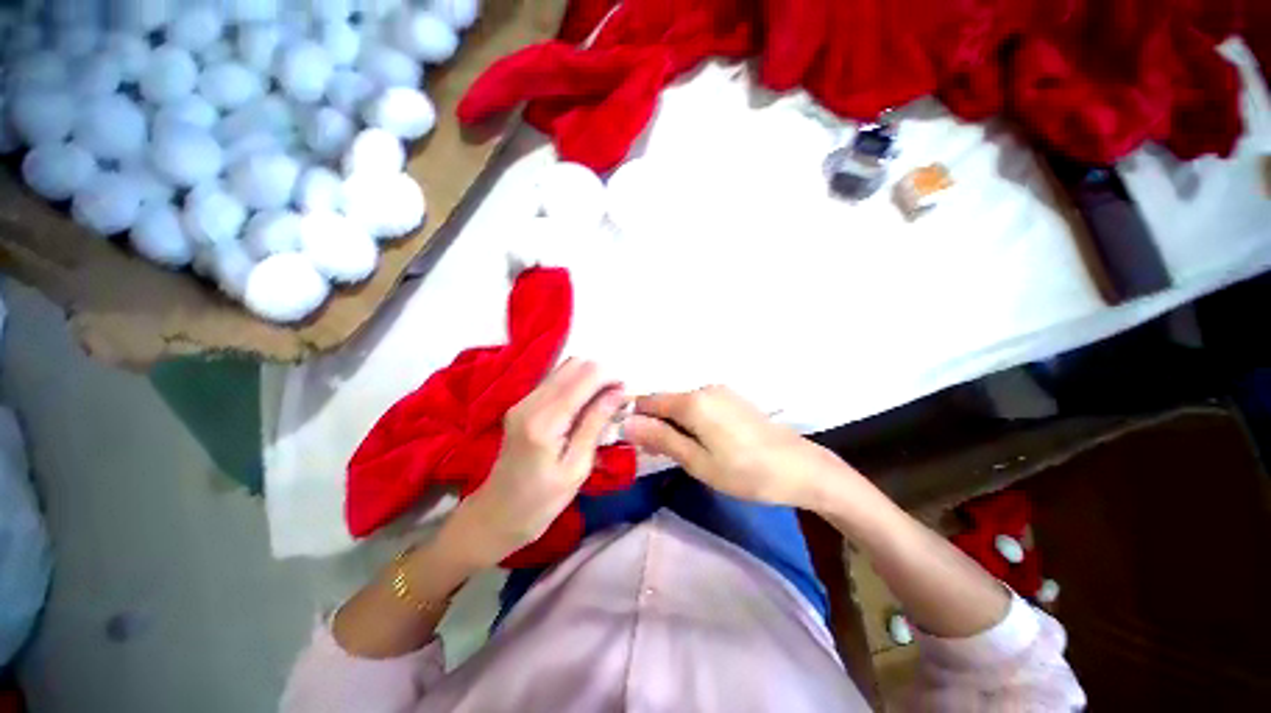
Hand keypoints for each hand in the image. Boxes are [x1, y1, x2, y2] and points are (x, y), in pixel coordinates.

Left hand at [448, 359, 625, 566]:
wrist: (496, 515)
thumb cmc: (541, 502)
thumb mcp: (577, 467)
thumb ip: (595, 423)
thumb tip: (618, 392)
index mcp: (545, 421)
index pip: (585, 375)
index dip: (611, 377)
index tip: (626, 393)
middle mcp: (531, 401)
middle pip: (574, 363)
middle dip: (602, 374)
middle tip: (616, 398)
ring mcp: (523, 400)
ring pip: (565, 367)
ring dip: (590, 377)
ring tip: (604, 401)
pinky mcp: (522, 403)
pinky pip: (556, 380)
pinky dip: (577, 384)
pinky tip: (585, 405)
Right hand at [624, 386, 855, 509]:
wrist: (800, 468)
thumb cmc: (745, 471)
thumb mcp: (697, 461)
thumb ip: (661, 439)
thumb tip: (627, 423)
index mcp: (692, 401)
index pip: (648, 401)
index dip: (636, 419)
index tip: (635, 444)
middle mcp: (704, 388)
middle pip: (665, 402)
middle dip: (656, 425)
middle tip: (660, 456)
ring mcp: (720, 392)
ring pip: (682, 405)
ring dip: (674, 425)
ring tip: (682, 454)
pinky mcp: (732, 399)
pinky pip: (700, 406)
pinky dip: (691, 421)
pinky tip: (702, 443)